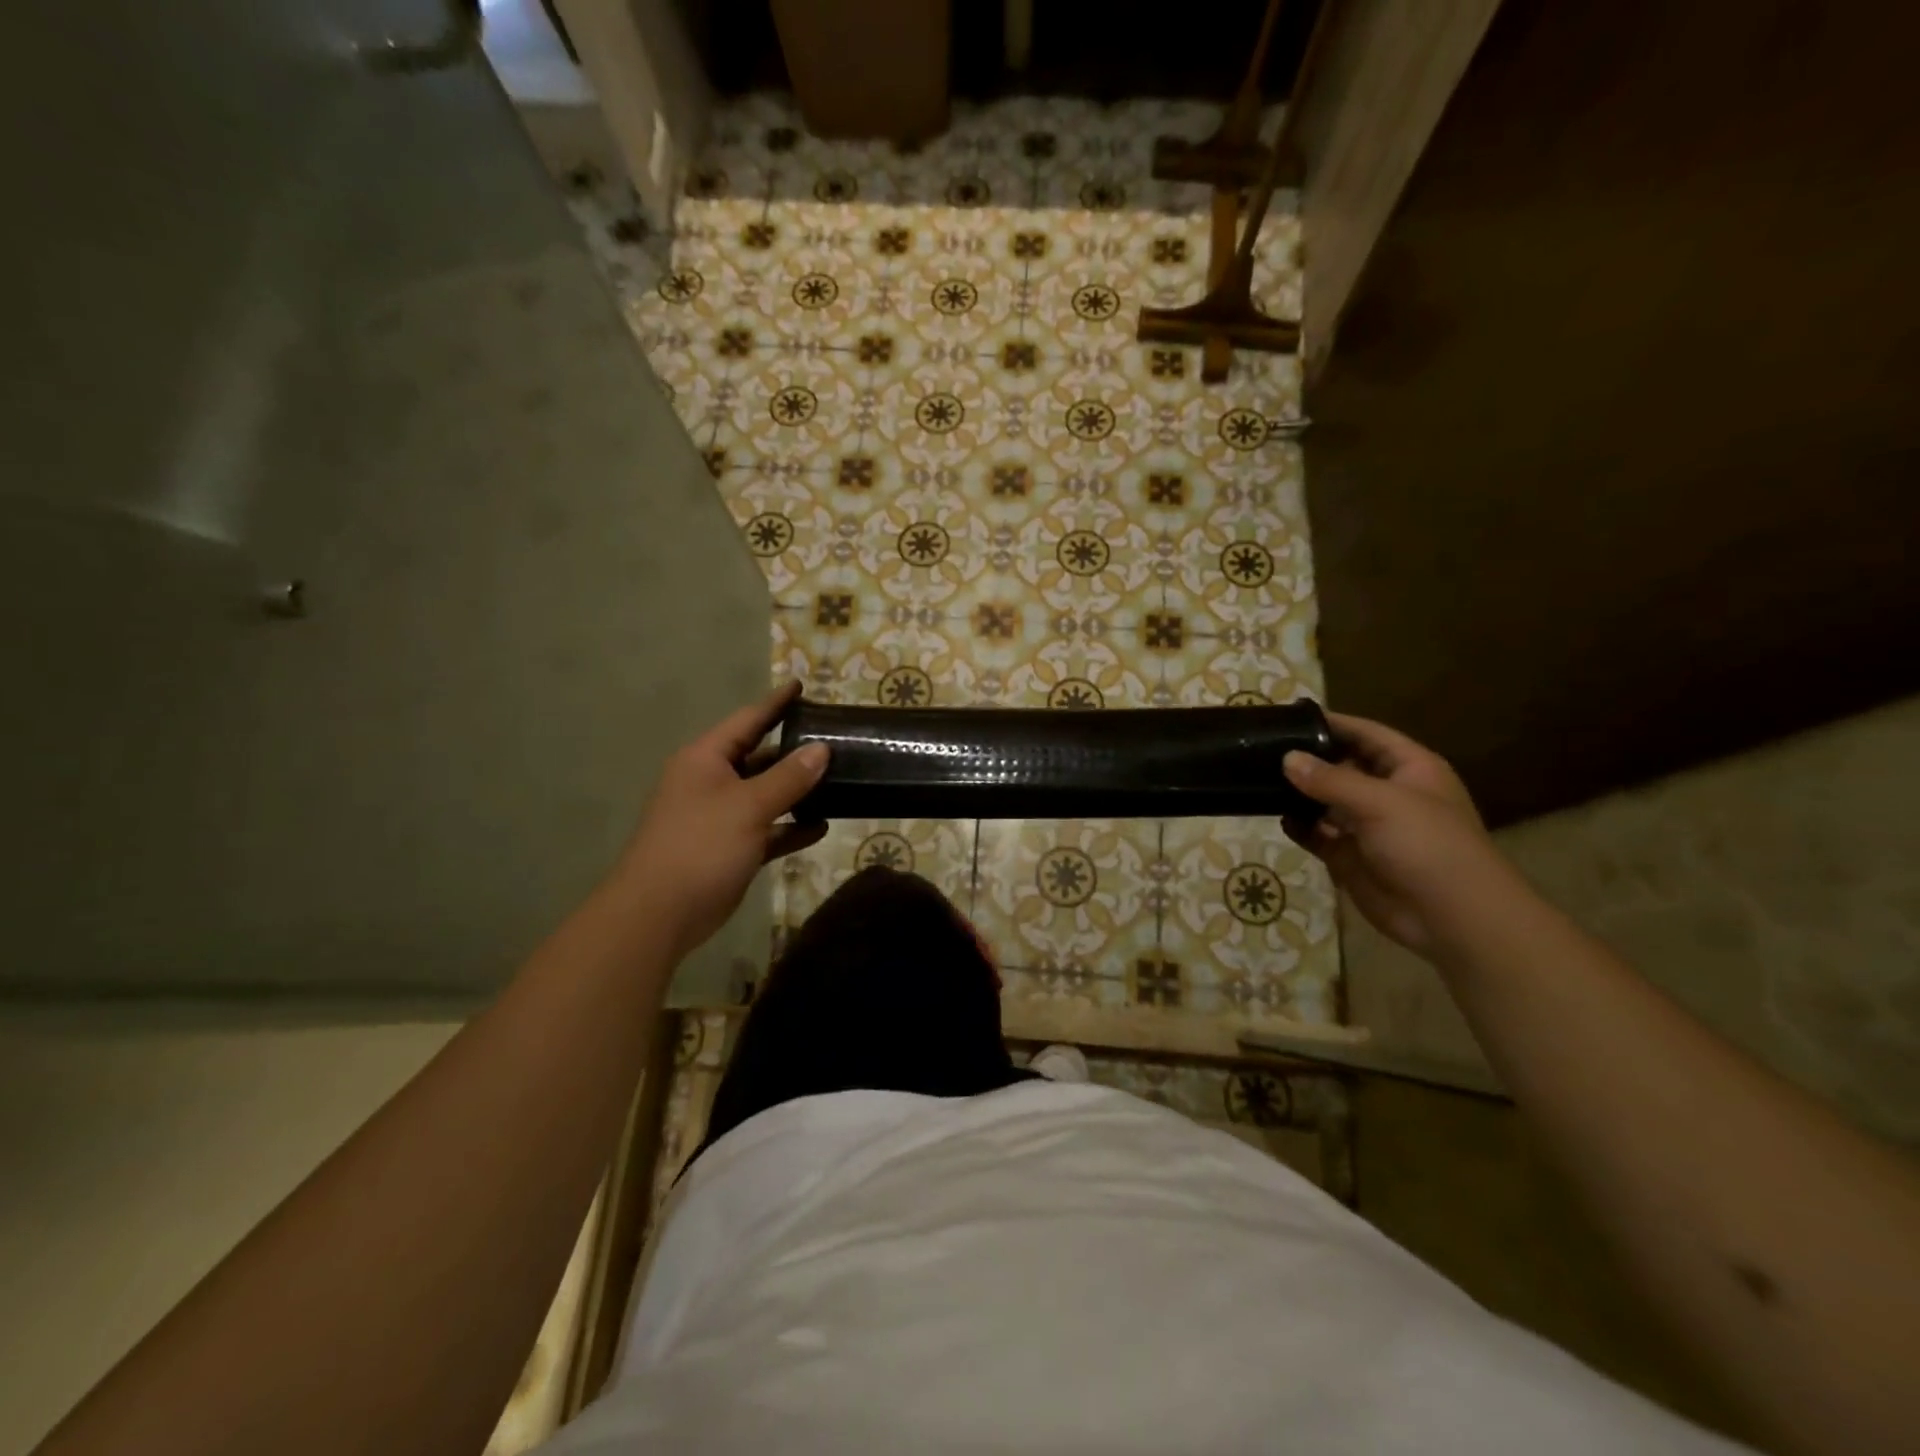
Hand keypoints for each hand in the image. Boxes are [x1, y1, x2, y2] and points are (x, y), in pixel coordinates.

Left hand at [615, 682, 828, 956]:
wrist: (659, 914)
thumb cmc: (701, 846)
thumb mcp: (749, 806)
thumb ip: (789, 777)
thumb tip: (822, 749)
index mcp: (706, 759)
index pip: (748, 720)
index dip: (776, 703)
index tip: (802, 685)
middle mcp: (711, 781)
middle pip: (759, 756)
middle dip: (794, 749)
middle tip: (834, 738)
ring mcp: (719, 816)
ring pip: (765, 794)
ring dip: (796, 790)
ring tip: (838, 780)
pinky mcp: (729, 848)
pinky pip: (766, 828)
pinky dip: (790, 827)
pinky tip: (821, 827)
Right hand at [1282, 713, 1507, 955]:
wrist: (1451, 918)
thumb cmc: (1428, 846)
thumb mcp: (1381, 803)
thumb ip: (1330, 780)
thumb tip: (1287, 759)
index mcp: (1410, 769)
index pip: (1366, 734)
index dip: (1333, 724)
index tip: (1290, 716)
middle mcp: (1387, 792)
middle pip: (1342, 766)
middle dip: (1308, 758)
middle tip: (1263, 747)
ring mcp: (1367, 826)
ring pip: (1325, 800)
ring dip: (1299, 793)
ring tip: (1259, 779)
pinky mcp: (1350, 856)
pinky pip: (1318, 833)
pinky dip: (1299, 826)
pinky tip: (1278, 817)